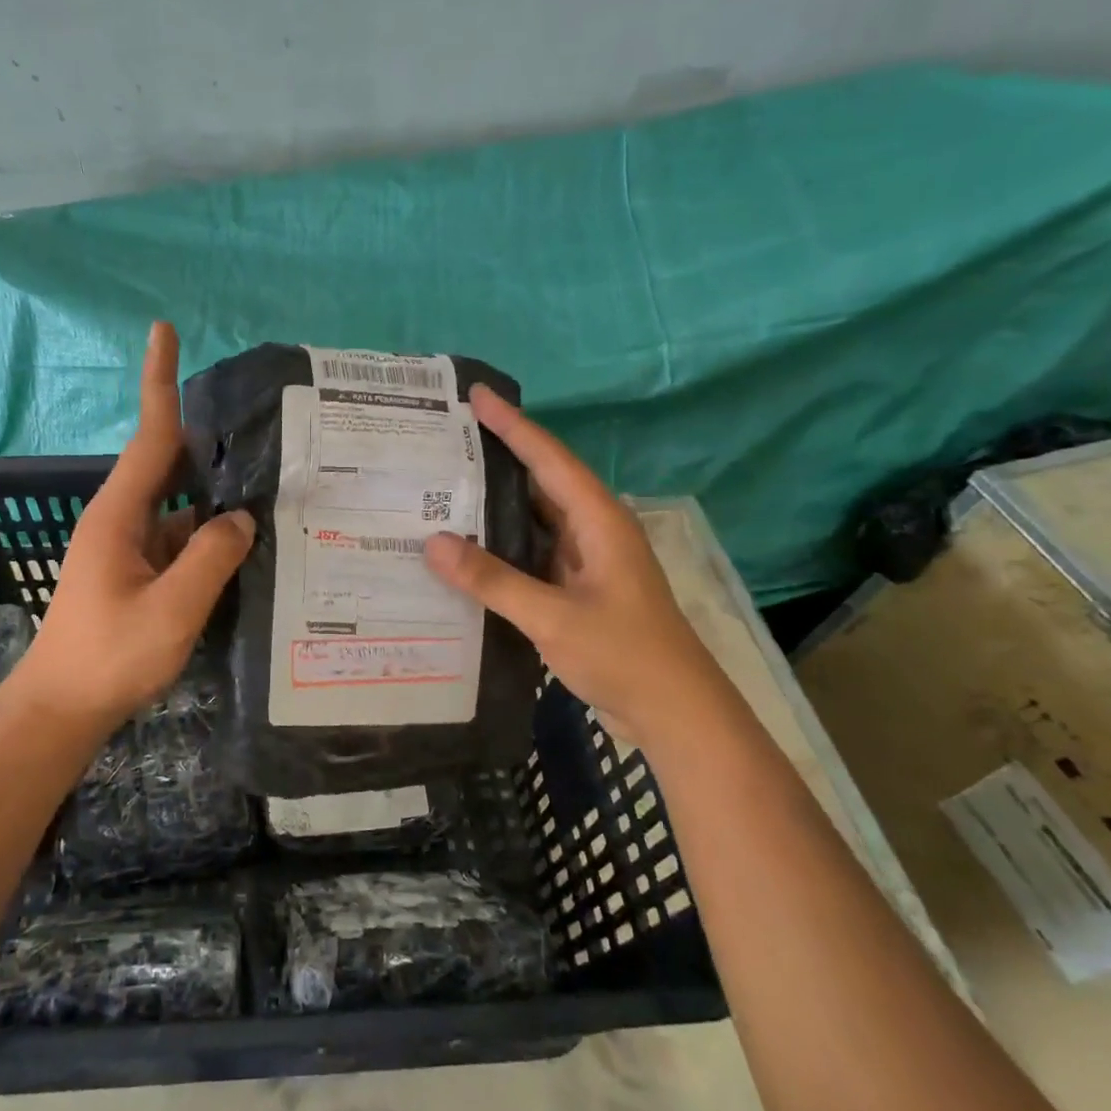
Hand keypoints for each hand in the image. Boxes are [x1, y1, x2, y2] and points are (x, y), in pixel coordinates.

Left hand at [9, 322, 253, 730]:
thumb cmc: (110, 656)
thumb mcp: (172, 609)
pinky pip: (179, 540)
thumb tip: (240, 518)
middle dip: (206, 440)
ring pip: (180, 508)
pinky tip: (244, 546)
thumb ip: (211, 557)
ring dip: (214, 499)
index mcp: (119, 514)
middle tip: (256, 424)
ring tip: (269, 488)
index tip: (162, 330)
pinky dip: (208, 537)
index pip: (149, 435)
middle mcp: (121, 519)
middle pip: (168, 464)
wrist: (61, 708)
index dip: (158, 380)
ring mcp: (128, 547)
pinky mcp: (136, 572)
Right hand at [423, 386, 721, 744]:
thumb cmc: (625, 655)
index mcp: (598, 521)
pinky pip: (532, 552)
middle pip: (540, 480)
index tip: (475, 396)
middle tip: (445, 439)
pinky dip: (502, 545)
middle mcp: (593, 530)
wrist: (677, 715)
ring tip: (444, 486)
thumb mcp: (553, 617)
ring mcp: (586, 561)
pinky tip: (468, 549)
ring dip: (496, 504)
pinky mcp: (577, 588)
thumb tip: (432, 542)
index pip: (548, 458)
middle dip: (496, 457)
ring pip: (534, 518)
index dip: (511, 425)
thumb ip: (493, 580)